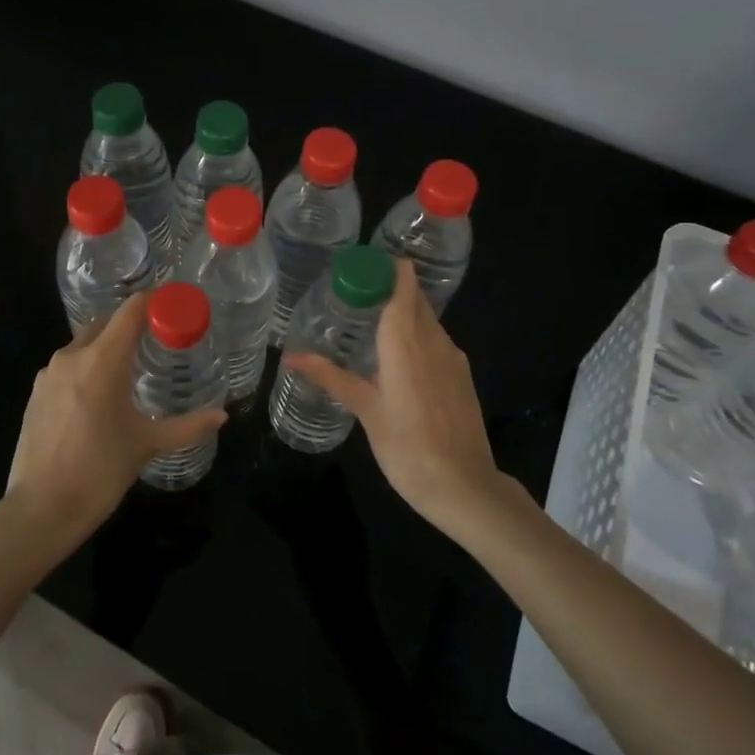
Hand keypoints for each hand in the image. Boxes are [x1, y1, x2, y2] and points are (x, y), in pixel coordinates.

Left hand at [2, 293, 227, 555]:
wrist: (40, 510)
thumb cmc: (99, 472)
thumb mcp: (147, 445)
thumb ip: (188, 426)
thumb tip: (223, 415)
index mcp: (102, 361)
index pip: (130, 311)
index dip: (153, 302)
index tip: (174, 305)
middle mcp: (72, 356)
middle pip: (106, 322)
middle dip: (131, 323)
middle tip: (159, 337)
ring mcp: (49, 374)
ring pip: (84, 343)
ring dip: (107, 345)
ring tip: (132, 366)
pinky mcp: (36, 393)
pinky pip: (68, 365)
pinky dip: (87, 366)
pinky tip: (100, 393)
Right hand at [285, 258, 499, 529]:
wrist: (464, 487)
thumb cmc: (407, 446)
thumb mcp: (364, 409)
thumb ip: (329, 376)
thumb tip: (290, 356)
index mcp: (407, 340)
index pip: (403, 283)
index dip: (384, 267)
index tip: (356, 267)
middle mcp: (433, 339)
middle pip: (413, 297)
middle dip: (386, 288)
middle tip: (350, 296)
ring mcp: (452, 357)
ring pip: (426, 319)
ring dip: (401, 313)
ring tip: (366, 324)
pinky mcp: (461, 376)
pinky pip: (435, 341)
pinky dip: (414, 336)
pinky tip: (394, 358)